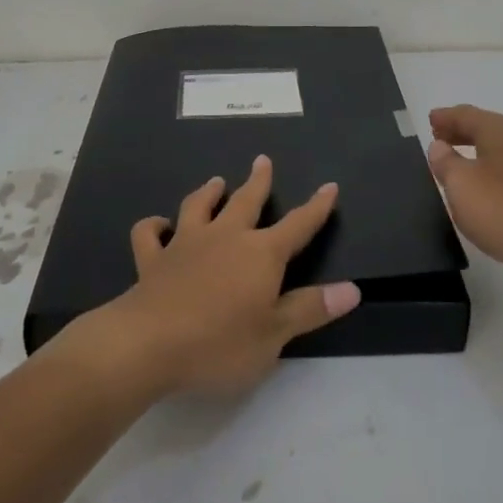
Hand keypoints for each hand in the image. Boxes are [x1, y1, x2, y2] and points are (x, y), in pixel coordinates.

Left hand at [90, 155, 361, 398]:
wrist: (150, 342)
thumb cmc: (221, 343)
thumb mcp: (274, 334)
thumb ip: (311, 308)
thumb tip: (352, 289)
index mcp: (260, 254)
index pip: (297, 226)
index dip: (316, 208)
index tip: (329, 186)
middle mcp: (225, 237)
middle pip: (245, 201)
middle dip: (258, 180)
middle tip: (263, 159)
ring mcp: (185, 243)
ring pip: (198, 207)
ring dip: (208, 192)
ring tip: (215, 181)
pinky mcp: (153, 259)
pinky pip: (149, 234)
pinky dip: (154, 225)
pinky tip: (158, 225)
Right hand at [427, 105, 502, 286]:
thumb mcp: (462, 186)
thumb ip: (446, 163)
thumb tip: (440, 146)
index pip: (468, 115)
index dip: (446, 117)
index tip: (430, 120)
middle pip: (489, 130)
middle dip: (463, 133)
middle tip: (440, 140)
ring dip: (481, 156)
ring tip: (461, 168)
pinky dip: (498, 176)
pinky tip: (491, 195)